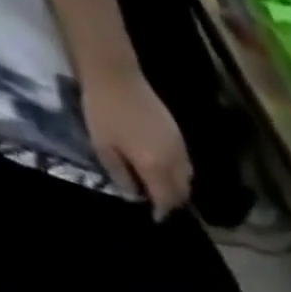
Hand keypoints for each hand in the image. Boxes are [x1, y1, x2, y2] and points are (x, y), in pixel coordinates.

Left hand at [82, 72, 192, 218]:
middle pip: (182, 192)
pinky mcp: (179, 137)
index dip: (161, 211)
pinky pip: (186, 165)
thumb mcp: (102, 146)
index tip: (154, 217)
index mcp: (154, 166)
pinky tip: (164, 169)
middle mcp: (173, 161)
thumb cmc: (103, 111)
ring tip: (162, 188)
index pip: (166, 199)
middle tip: (158, 203)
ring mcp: (179, 148)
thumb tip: (134, 194)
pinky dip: (179, 173)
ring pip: (188, 179)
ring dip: (177, 188)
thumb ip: (120, 175)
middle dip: (172, 202)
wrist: (115, 74)